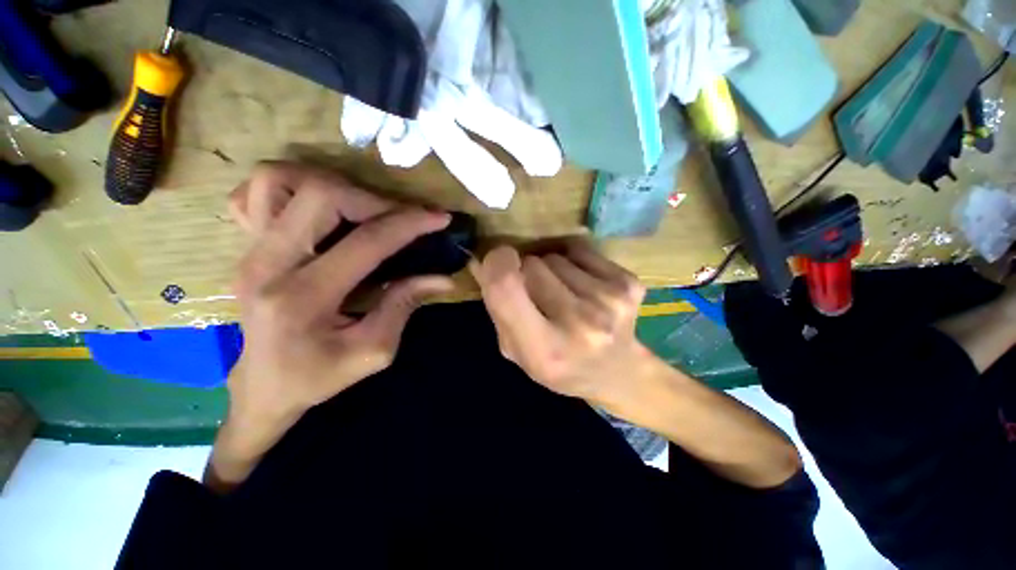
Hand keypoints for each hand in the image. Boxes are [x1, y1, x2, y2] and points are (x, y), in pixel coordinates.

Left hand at [225, 161, 452, 434]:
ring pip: (281, 180)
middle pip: (321, 195)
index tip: (440, 218)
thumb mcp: (374, 352)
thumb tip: (443, 277)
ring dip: (335, 187)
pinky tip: (323, 210)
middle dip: (376, 200)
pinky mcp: (247, 245)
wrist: (263, 387)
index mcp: (304, 298)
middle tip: (404, 218)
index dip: (409, 224)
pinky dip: (294, 187)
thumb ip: (405, 305)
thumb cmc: (318, 376)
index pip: (365, 242)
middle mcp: (268, 264)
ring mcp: (250, 250)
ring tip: (367, 210)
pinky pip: (259, 192)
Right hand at [469, 240, 653, 405]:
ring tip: (562, 293)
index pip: (506, 288)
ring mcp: (609, 301)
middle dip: (525, 272)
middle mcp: (579, 324)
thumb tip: (482, 262)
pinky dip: (573, 262)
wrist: (619, 372)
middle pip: (532, 265)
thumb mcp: (517, 352)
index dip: (496, 265)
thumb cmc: (560, 366)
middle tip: (536, 293)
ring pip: (555, 257)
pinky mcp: (629, 283)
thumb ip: (498, 309)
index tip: (498, 262)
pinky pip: (580, 250)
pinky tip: (582, 286)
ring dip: (550, 269)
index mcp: (545, 350)